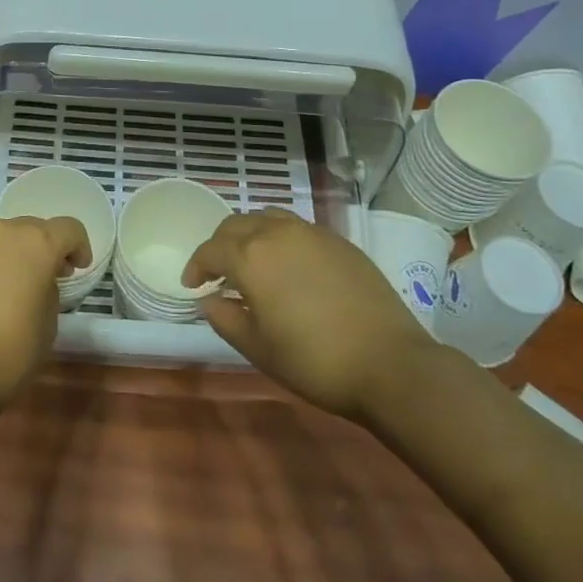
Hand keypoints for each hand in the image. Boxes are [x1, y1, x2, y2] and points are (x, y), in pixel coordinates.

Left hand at [0, 216, 89, 430]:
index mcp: (37, 245)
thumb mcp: (48, 327)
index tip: (76, 267)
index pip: (69, 229)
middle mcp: (1, 231)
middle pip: (28, 229)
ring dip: (1, 255)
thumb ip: (48, 291)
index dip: (78, 247)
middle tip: (37, 279)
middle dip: (37, 250)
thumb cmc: (6, 356)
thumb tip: (37, 282)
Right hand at [185, 209, 435, 422]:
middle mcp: (278, 233)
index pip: (211, 250)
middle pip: (236, 225)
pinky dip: (279, 238)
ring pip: (267, 219)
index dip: (196, 266)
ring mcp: (312, 233)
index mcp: (251, 256)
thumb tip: (209, 300)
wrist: (389, 362)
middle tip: (218, 273)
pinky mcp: (339, 241)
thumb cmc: (313, 360)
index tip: (193, 286)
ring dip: (250, 235)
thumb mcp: (258, 348)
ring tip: (251, 262)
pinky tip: (288, 266)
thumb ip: (225, 318)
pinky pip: (297, 227)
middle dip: (220, 245)